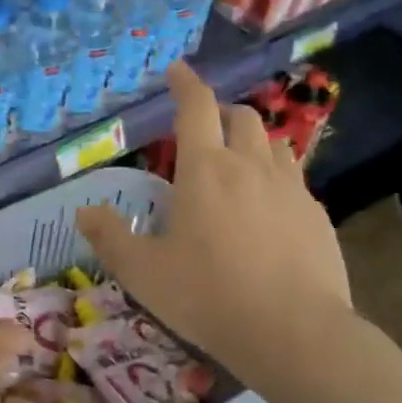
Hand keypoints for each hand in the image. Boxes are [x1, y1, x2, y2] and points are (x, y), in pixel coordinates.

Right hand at [76, 63, 351, 379]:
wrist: (293, 333)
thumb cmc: (207, 296)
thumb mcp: (143, 272)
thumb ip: (110, 237)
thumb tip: (84, 212)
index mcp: (205, 170)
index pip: (196, 107)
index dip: (185, 83)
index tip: (177, 69)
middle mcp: (250, 166)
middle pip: (241, 117)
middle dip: (221, 113)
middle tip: (204, 129)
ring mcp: (291, 189)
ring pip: (274, 144)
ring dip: (252, 142)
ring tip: (237, 164)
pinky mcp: (317, 215)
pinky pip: (295, 180)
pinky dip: (276, 179)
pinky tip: (268, 210)